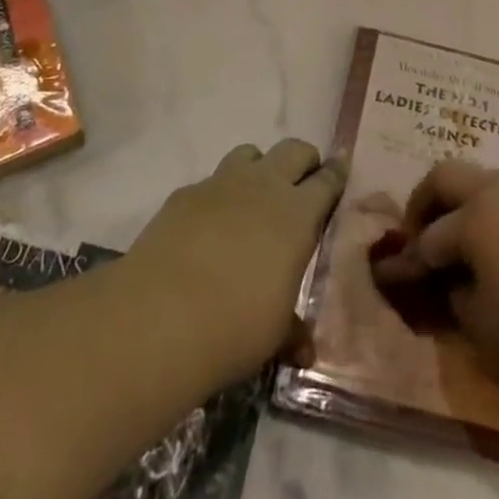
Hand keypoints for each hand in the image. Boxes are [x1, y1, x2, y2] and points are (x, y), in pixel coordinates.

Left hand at [125, 140, 346, 386]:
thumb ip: (293, 330)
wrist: (159, 317)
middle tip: (302, 185)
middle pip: (293, 150)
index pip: (328, 180)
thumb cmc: (234, 327)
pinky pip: (210, 182)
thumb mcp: (274, 333)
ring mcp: (221, 184)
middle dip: (302, 162)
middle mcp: (264, 186)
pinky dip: (217, 196)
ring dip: (258, 169)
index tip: (339, 173)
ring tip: (253, 200)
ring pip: (250, 154)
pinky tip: (207, 229)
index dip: (336, 175)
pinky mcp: (184, 194)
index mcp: (298, 214)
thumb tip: (305, 349)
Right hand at [370, 160, 498, 390]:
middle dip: (426, 201)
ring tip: (467, 243)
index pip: (430, 237)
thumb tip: (455, 283)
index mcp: (473, 216)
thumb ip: (457, 298)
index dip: (410, 260)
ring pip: (486, 181)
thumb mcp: (483, 328)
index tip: (397, 275)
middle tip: (421, 234)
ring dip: (467, 204)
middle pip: (448, 175)